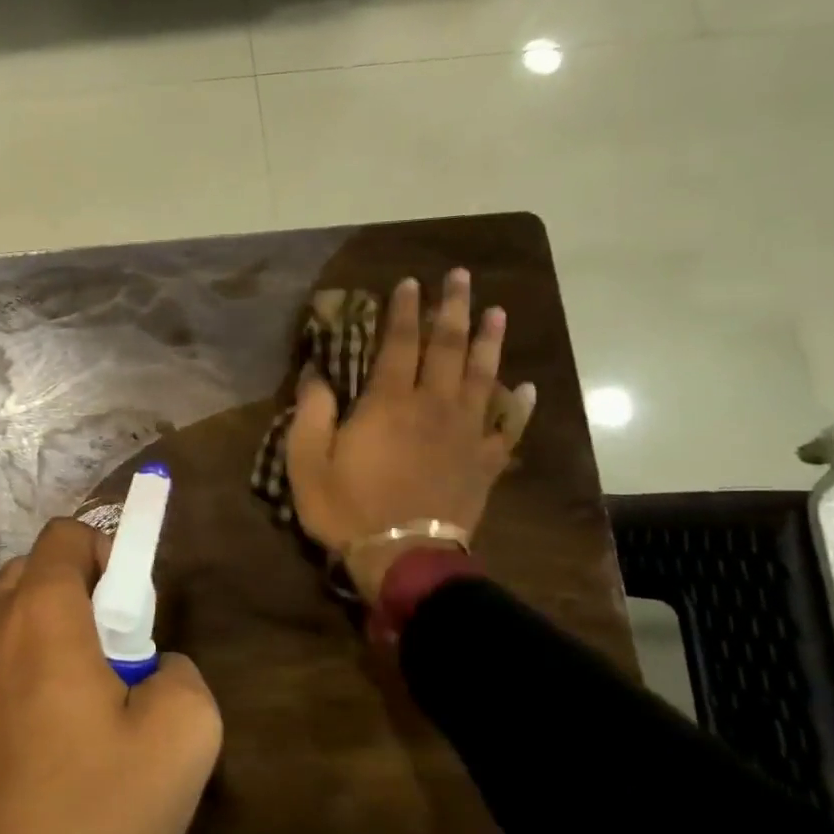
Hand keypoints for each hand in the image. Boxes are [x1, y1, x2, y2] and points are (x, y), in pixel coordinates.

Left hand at [0, 517, 222, 833]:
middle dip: (89, 596)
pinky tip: (62, 742)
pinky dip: (36, 673)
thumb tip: (157, 670)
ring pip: (21, 619)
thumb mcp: (181, 737)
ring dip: (63, 638)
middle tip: (122, 658)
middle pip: (41, 572)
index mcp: (41, 610)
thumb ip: (184, 675)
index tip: (137, 612)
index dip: (111, 554)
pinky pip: (6, 663)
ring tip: (96, 706)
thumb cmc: (87, 803)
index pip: (67, 535)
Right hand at [284, 269, 534, 604]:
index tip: (410, 283)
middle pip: (448, 347)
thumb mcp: (308, 461)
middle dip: (453, 309)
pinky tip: (525, 387)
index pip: (399, 343)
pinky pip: (507, 427)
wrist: (402, 556)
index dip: (404, 310)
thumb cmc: (347, 508)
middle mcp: (433, 406)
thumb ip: (311, 413)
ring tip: (496, 312)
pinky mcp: (484, 462)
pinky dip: (517, 405)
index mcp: (389, 402)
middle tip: (460, 277)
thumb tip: (315, 374)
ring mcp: (465, 433)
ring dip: (490, 341)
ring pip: (482, 376)